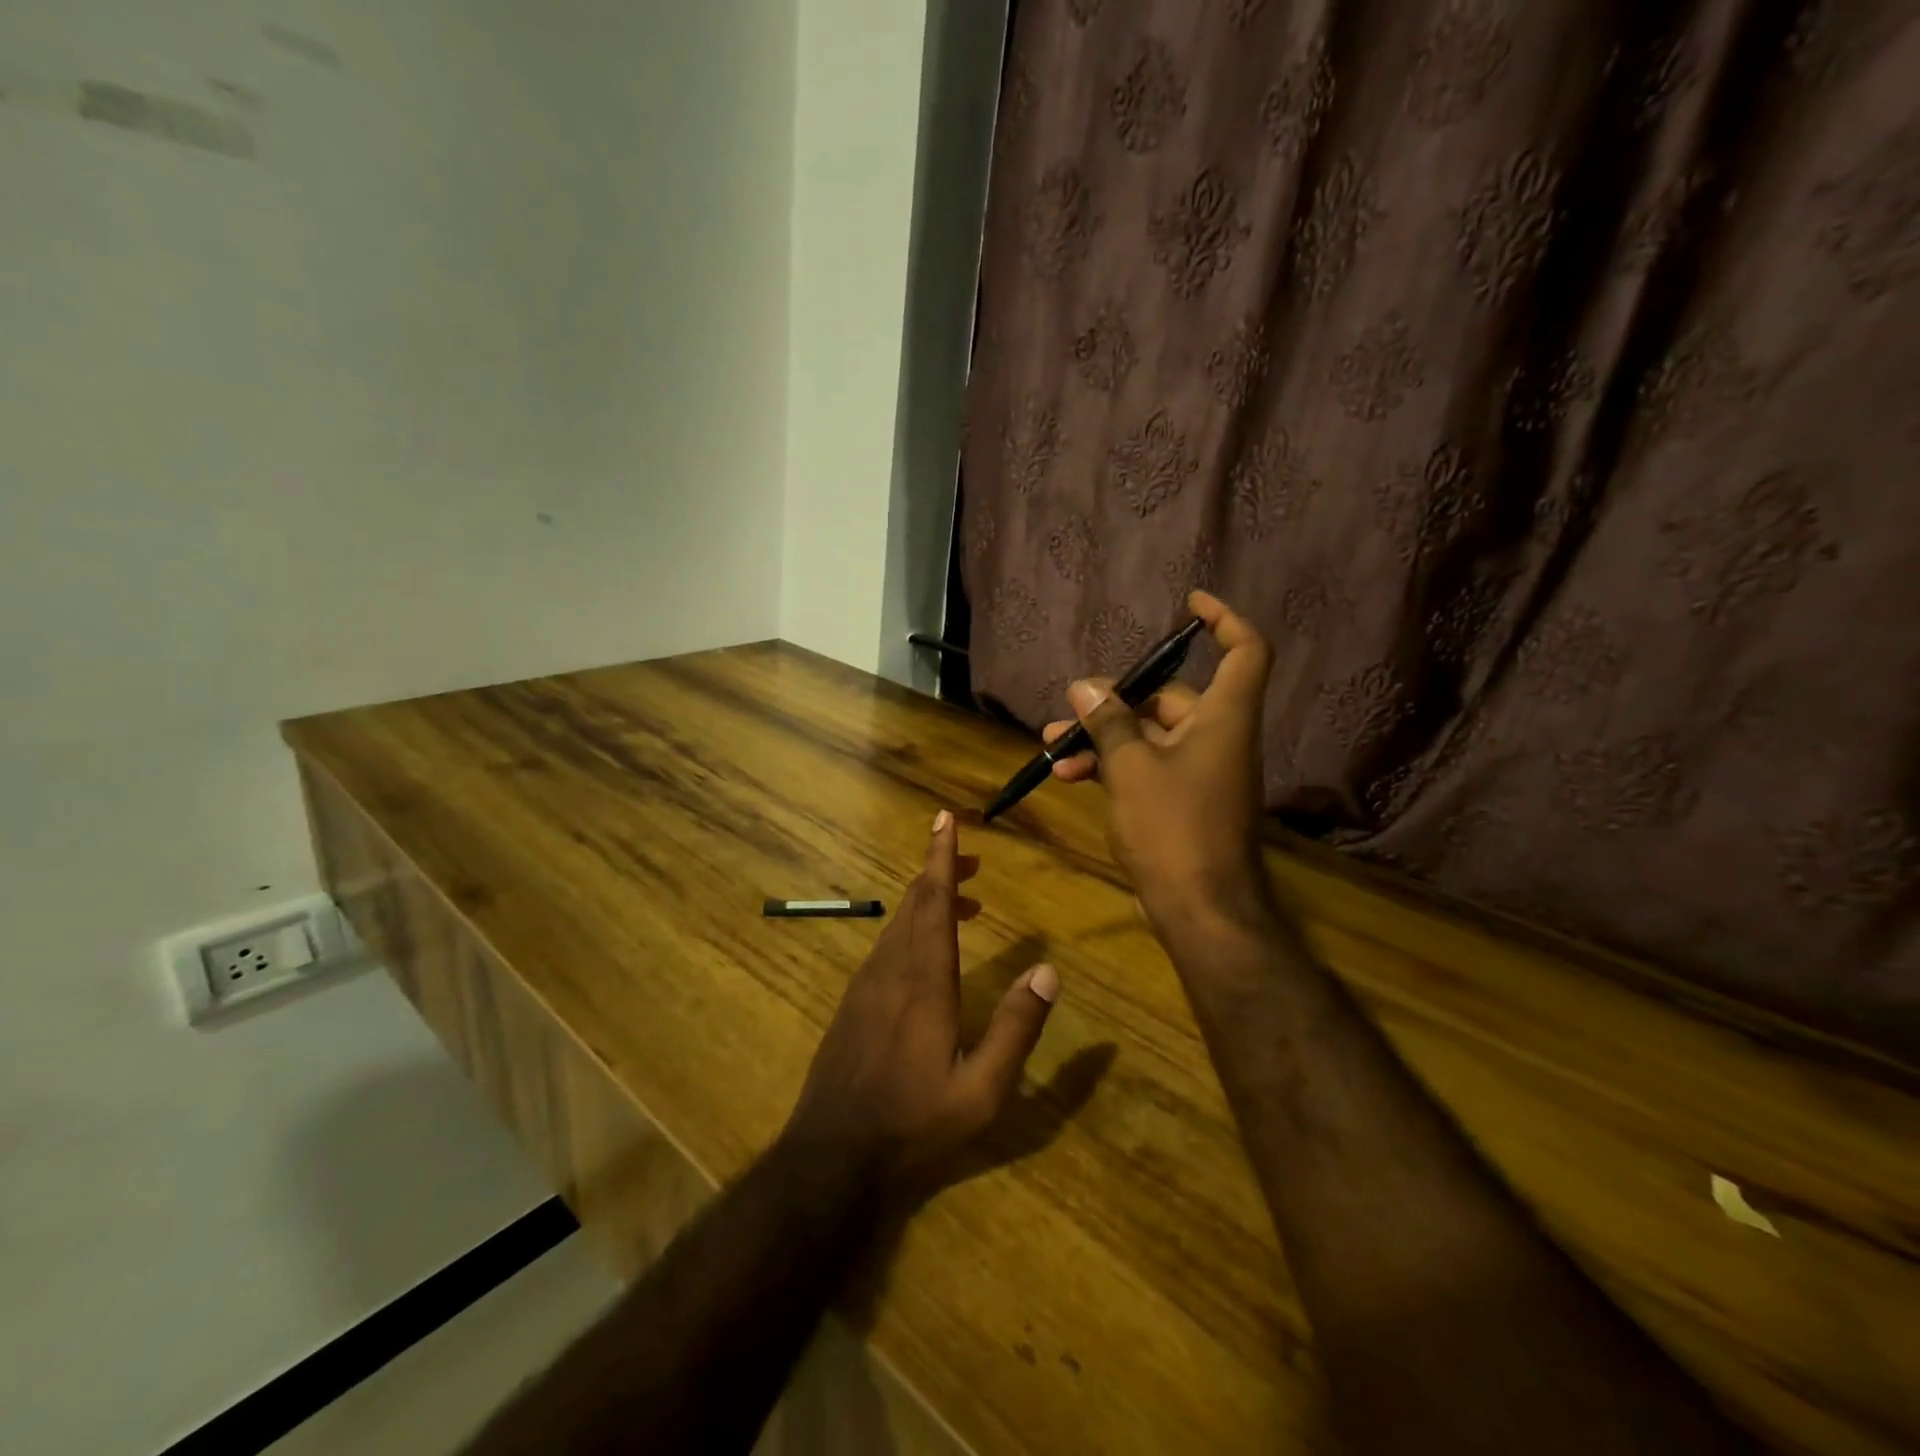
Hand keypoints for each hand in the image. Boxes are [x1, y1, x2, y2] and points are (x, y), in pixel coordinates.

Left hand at [782, 811, 1058, 1186]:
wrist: (832, 1154)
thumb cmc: (914, 1122)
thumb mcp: (982, 1090)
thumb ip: (1016, 1029)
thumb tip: (1048, 972)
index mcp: (924, 980)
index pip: (933, 901)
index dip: (941, 857)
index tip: (946, 819)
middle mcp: (892, 969)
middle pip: (914, 903)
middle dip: (940, 872)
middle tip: (971, 860)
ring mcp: (866, 984)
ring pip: (897, 924)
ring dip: (927, 902)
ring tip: (962, 904)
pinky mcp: (853, 1002)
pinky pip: (885, 947)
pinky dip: (910, 929)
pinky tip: (925, 951)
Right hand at [1043, 591, 1275, 942]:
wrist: (1200, 909)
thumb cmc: (1172, 828)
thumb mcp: (1131, 767)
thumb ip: (1108, 722)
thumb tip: (1085, 686)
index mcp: (1223, 718)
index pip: (1244, 651)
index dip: (1224, 619)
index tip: (1189, 604)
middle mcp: (1218, 737)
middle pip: (1170, 698)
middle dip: (1114, 702)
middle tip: (1069, 711)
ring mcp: (1201, 772)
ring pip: (1149, 737)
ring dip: (1102, 739)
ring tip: (1052, 749)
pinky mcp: (1184, 802)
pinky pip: (1147, 767)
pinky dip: (1114, 767)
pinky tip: (1070, 778)